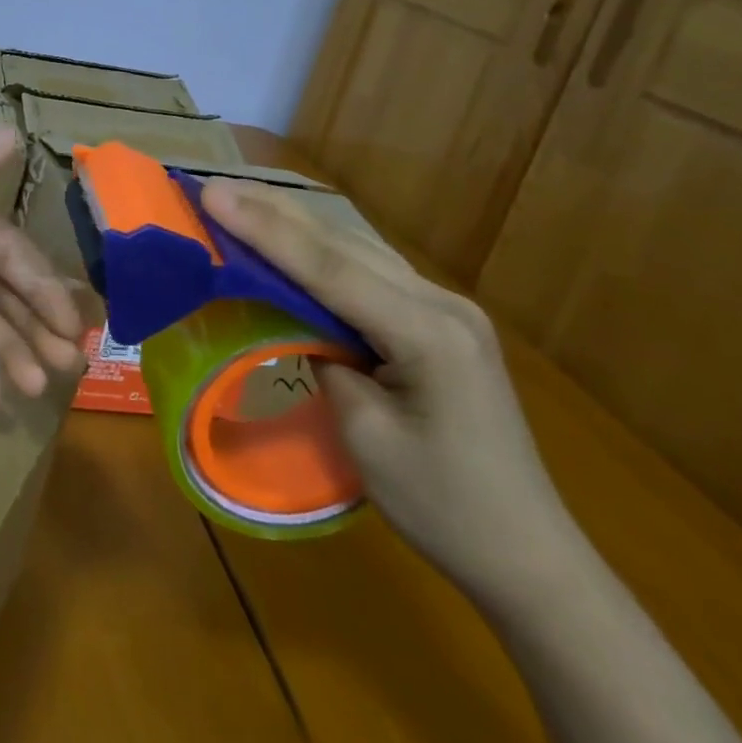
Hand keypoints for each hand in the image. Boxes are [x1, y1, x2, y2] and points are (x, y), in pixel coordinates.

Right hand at [202, 179, 575, 602]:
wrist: (529, 557)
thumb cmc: (444, 507)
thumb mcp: (366, 435)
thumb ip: (324, 356)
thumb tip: (291, 316)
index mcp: (429, 333)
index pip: (328, 268)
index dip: (264, 229)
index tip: (212, 195)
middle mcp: (442, 303)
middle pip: (342, 244)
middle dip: (272, 210)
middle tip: (212, 185)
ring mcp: (445, 307)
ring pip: (355, 248)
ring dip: (293, 222)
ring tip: (239, 197)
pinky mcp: (438, 319)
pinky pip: (368, 269)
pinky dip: (320, 248)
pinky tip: (291, 233)